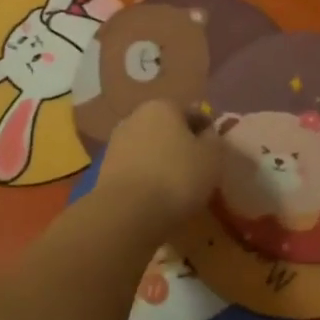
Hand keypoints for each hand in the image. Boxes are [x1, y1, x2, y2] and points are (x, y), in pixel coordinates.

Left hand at [93, 100, 220, 234]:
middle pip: (167, 128)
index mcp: (163, 106)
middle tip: (197, 169)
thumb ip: (213, 140)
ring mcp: (117, 142)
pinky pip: (136, 168)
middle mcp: (136, 116)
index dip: (206, 132)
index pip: (193, 113)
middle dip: (181, 144)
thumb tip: (206, 134)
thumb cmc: (177, 177)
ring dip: (162, 161)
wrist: (127, 213)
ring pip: (149, 148)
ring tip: (177, 187)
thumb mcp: (212, 157)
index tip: (214, 153)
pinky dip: (146, 177)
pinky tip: (156, 196)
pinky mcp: (105, 169)